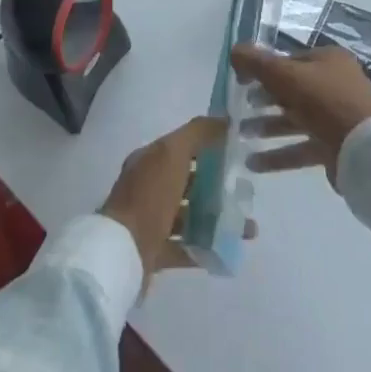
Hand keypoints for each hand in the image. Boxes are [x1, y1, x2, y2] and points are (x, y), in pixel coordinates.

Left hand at [100, 115, 238, 286]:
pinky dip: (208, 245)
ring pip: (191, 215)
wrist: (122, 252)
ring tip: (248, 227)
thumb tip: (224, 119)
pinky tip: (231, 247)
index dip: (209, 147)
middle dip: (218, 186)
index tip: (238, 152)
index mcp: (149, 161)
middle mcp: (148, 188)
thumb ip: (197, 134)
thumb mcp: (172, 154)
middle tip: (246, 192)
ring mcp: (150, 221)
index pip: (182, 148)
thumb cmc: (148, 197)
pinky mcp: (156, 251)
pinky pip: (187, 246)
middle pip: (189, 182)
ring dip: (218, 218)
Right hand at [232, 44, 370, 186]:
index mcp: (330, 60)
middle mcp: (337, 85)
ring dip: (267, 127)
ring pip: (295, 119)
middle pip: (292, 90)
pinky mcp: (336, 145)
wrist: (362, 150)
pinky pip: (302, 145)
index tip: (241, 81)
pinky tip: (253, 162)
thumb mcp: (283, 75)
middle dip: (263, 100)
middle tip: (239, 108)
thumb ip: (256, 62)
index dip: (263, 68)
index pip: (290, 60)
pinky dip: (279, 153)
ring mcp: (338, 117)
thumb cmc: (322, 101)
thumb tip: (234, 50)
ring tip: (240, 134)